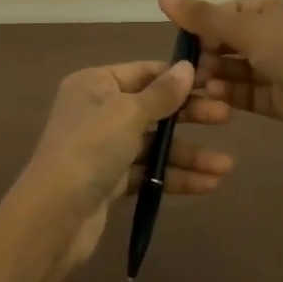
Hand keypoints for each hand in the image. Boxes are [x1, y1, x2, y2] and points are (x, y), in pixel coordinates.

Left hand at [14, 59, 234, 272]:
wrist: (54, 215)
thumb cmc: (90, 148)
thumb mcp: (128, 112)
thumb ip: (161, 93)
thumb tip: (187, 67)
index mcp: (95, 83)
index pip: (144, 72)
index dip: (178, 78)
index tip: (215, 82)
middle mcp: (97, 111)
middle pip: (152, 108)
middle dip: (189, 115)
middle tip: (228, 118)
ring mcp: (103, 147)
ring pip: (153, 144)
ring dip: (188, 153)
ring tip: (226, 166)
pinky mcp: (109, 181)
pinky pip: (147, 172)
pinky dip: (173, 176)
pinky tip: (208, 185)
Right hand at [158, 0, 282, 161]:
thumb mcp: (246, 28)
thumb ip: (203, 16)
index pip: (236, 9)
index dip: (208, 21)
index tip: (181, 36)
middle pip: (238, 39)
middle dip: (211, 50)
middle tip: (185, 64)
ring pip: (244, 68)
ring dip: (219, 73)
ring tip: (196, 82)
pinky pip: (253, 92)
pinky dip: (233, 93)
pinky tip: (213, 95)